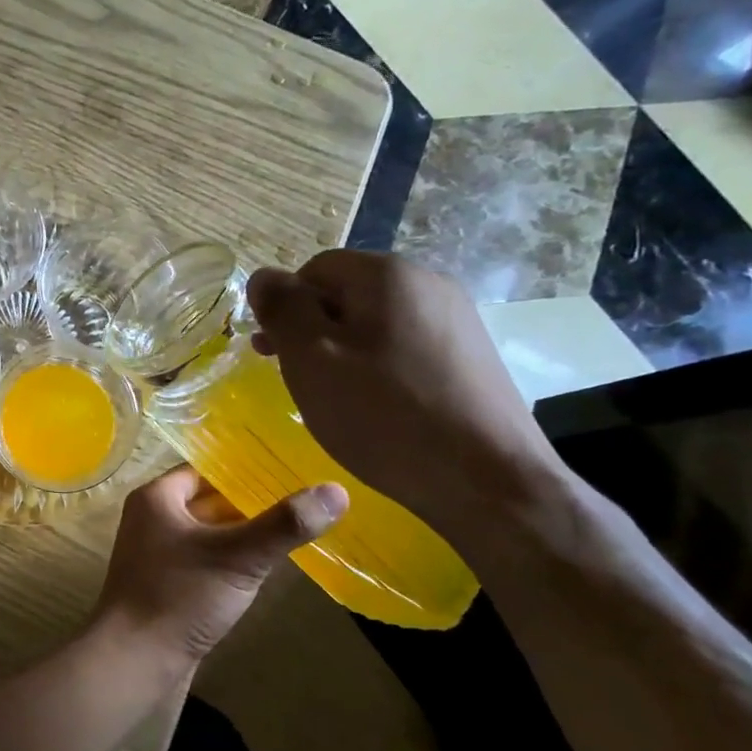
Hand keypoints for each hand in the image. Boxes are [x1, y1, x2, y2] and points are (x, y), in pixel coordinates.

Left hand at [94, 465, 345, 663]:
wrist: (134, 662)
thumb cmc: (180, 597)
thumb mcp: (238, 557)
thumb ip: (284, 524)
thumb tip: (336, 490)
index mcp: (157, 498)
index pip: (207, 469)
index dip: (246, 469)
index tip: (290, 470)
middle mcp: (151, 519)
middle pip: (209, 500)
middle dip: (251, 502)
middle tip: (303, 499)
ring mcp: (157, 554)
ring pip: (209, 533)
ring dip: (243, 533)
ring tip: (294, 528)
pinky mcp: (167, 584)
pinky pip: (205, 560)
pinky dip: (231, 560)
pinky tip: (264, 567)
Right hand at [248, 251, 561, 543]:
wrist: (488, 480)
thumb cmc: (383, 415)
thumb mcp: (310, 359)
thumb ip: (282, 309)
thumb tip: (263, 276)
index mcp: (387, 274)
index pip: (314, 269)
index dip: (285, 307)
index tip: (272, 354)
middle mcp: (428, 282)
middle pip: (347, 292)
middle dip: (313, 330)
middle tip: (296, 379)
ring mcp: (457, 319)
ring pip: (376, 322)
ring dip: (343, 351)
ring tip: (336, 397)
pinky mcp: (472, 355)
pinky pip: (405, 346)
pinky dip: (379, 367)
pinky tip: (378, 407)